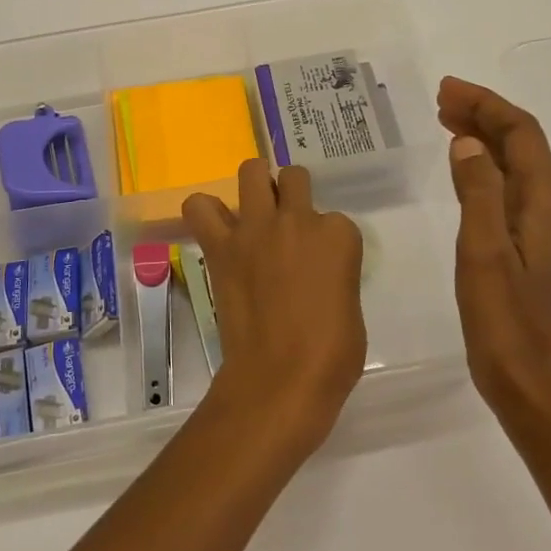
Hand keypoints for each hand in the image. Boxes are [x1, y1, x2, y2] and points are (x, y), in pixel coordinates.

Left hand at [183, 159, 367, 456]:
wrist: (280, 379)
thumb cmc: (331, 355)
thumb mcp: (350, 305)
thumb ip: (333, 273)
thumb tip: (313, 273)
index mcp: (338, 236)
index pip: (334, 220)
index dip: (326, 242)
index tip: (319, 266)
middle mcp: (298, 220)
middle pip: (294, 177)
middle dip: (291, 194)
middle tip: (286, 225)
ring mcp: (256, 229)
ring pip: (251, 172)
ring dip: (255, 185)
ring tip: (254, 212)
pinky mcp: (221, 246)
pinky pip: (200, 207)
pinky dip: (206, 212)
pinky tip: (216, 228)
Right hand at [437, 77, 550, 422]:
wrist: (530, 385)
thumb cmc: (505, 323)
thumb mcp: (484, 253)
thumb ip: (479, 194)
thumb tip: (468, 143)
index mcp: (545, 207)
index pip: (523, 136)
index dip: (488, 106)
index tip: (447, 90)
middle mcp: (549, 211)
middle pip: (522, 146)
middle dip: (485, 115)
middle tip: (441, 100)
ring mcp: (539, 232)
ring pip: (514, 168)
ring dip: (483, 139)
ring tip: (445, 122)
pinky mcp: (526, 250)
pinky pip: (506, 191)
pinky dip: (482, 169)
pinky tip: (462, 171)